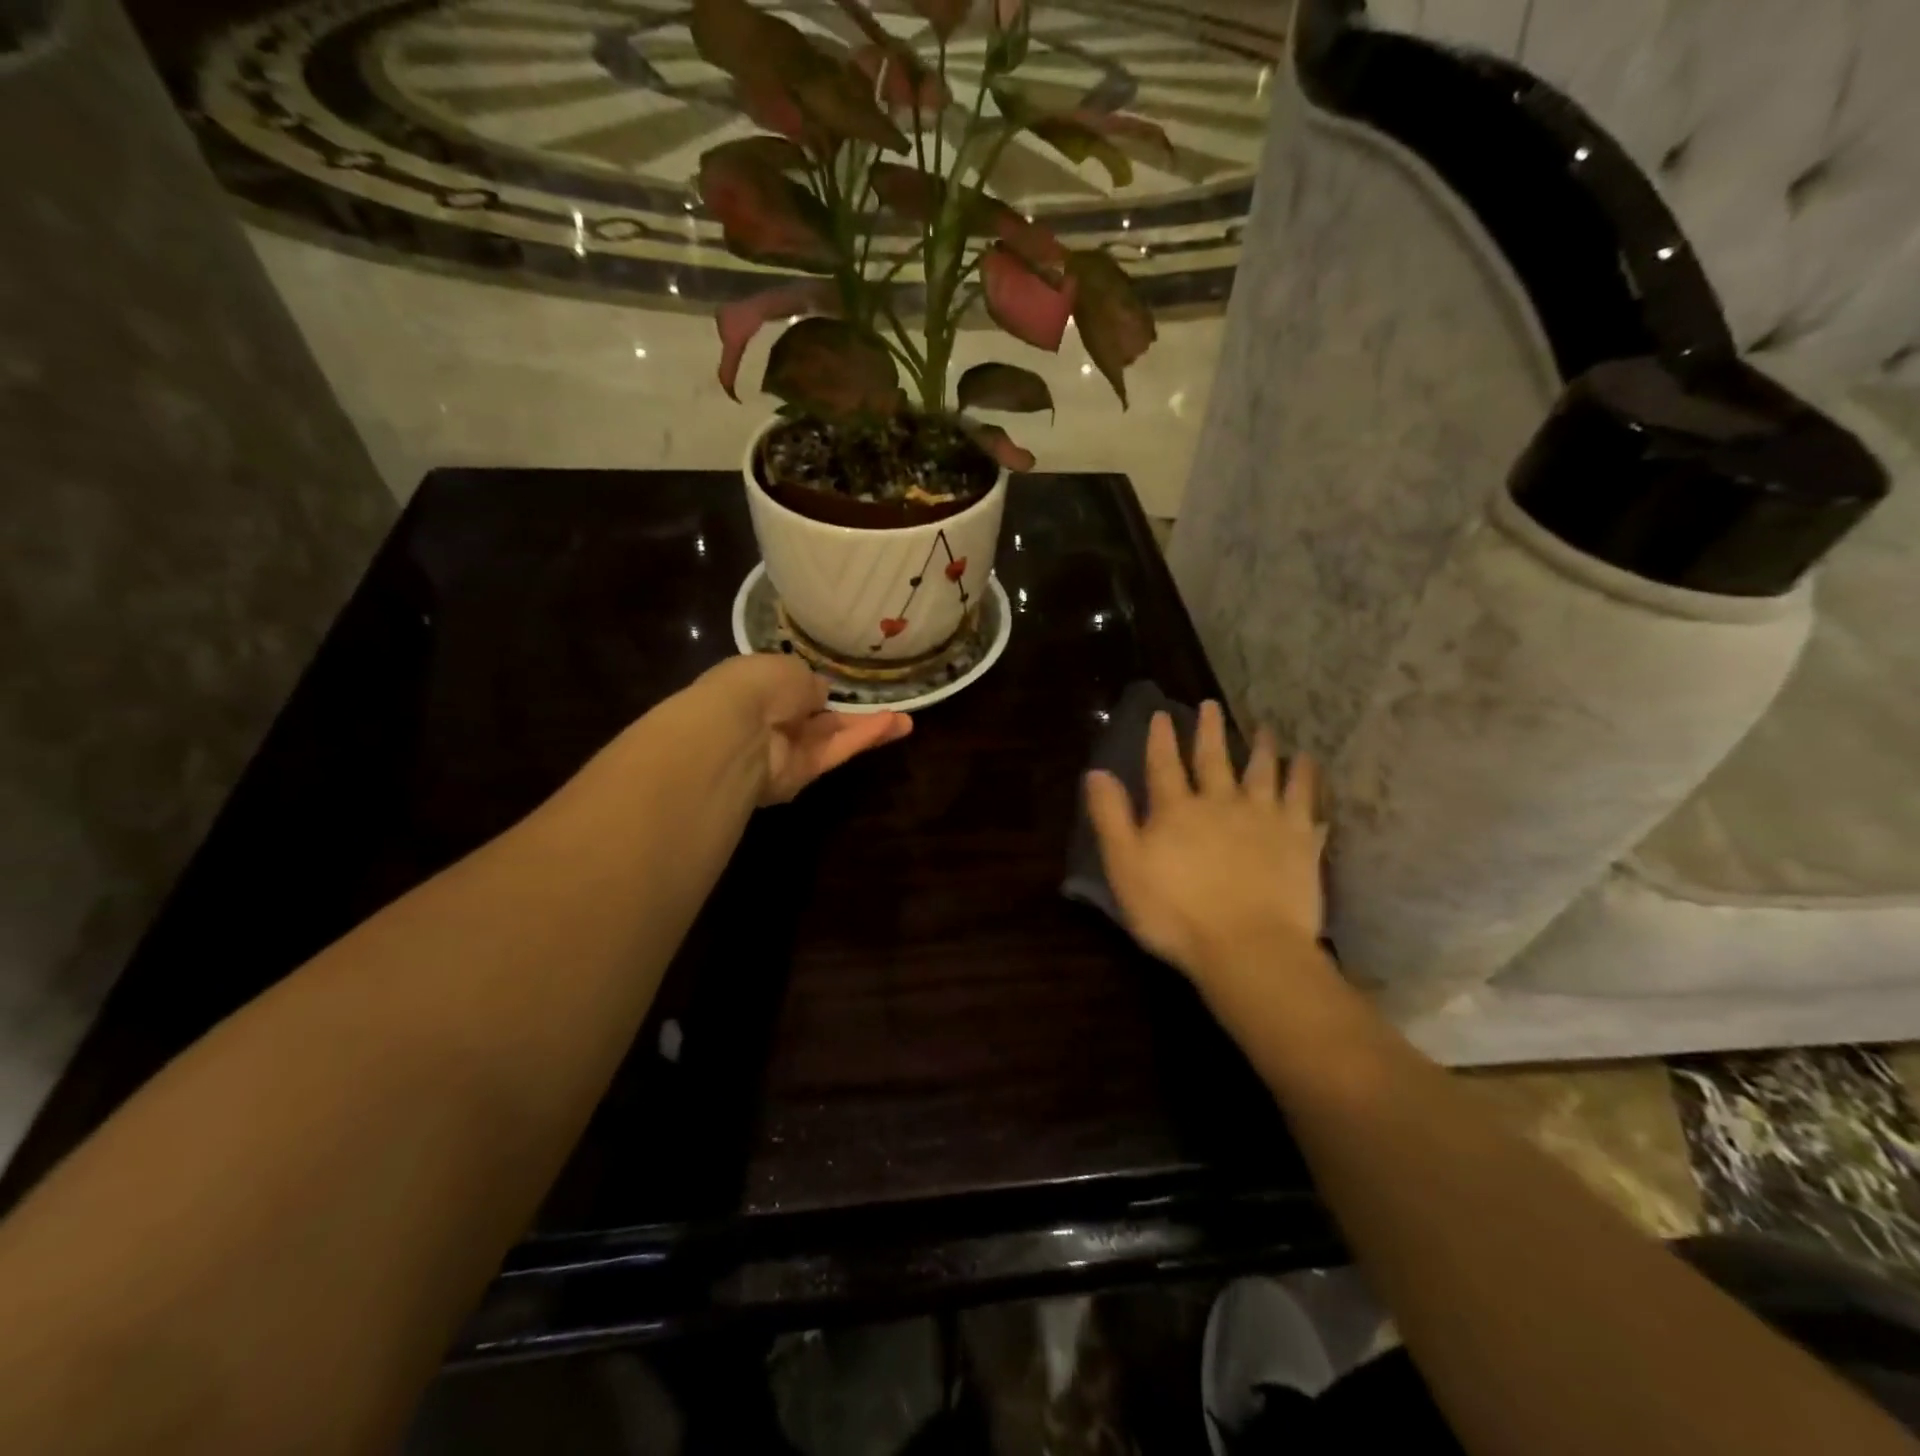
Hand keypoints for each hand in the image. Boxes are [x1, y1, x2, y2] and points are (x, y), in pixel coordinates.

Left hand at [692, 654, 911, 804]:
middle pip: (818, 718)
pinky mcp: (801, 776)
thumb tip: (819, 694)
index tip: (842, 685)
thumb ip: (810, 683)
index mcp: (759, 686)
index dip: (817, 688)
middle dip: (851, 713)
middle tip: (889, 708)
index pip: (792, 688)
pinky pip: (834, 752)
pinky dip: (861, 739)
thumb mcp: (790, 668)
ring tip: (907, 722)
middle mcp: (771, 720)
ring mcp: (786, 750)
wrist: (735, 732)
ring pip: (832, 737)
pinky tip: (893, 726)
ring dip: (868, 728)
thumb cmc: (757, 686)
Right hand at [1085, 702, 1325, 982]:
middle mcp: (1220, 802)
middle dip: (1210, 731)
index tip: (1162, 715)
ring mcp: (1264, 818)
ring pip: (1263, 771)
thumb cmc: (1176, 914)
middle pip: (1214, 758)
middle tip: (1211, 705)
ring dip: (1262, 747)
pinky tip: (1308, 764)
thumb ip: (1111, 818)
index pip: (1164, 765)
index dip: (1160, 739)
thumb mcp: (1125, 868)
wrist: (1248, 947)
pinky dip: (1305, 778)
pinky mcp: (1298, 839)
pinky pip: (1304, 799)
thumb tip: (1097, 772)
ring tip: (1265, 729)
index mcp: (1176, 810)